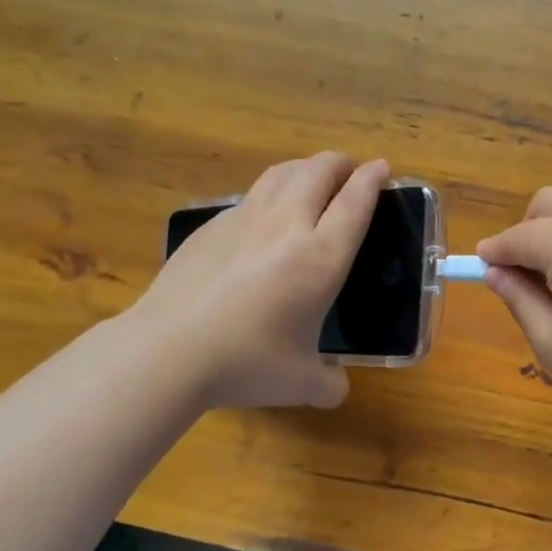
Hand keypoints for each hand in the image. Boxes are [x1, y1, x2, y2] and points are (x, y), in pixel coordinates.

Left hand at [135, 153, 388, 409]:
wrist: (170, 350)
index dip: (372, 179)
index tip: (381, 167)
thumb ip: (329, 383)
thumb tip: (335, 386)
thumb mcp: (302, 384)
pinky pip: (249, 197)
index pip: (355, 202)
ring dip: (304, 168)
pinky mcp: (210, 226)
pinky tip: (262, 218)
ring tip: (310, 179)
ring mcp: (243, 220)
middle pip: (318, 171)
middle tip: (349, 172)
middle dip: (340, 164)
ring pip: (281, 173)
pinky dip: (268, 195)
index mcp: (321, 258)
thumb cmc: (247, 363)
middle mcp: (286, 226)